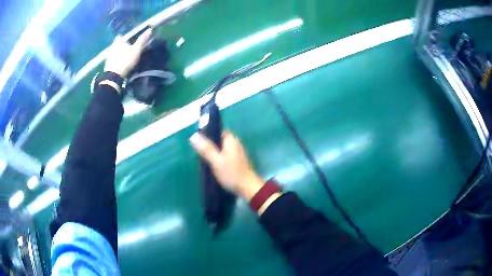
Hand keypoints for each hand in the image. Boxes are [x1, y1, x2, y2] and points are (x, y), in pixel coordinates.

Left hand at [104, 28, 151, 77]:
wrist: (114, 76)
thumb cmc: (125, 60)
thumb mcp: (136, 49)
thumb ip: (142, 40)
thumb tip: (149, 30)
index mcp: (118, 41)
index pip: (121, 36)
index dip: (126, 38)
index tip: (130, 40)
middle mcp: (112, 47)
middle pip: (118, 44)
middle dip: (122, 46)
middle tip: (129, 49)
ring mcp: (109, 57)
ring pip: (115, 53)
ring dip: (119, 54)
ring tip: (126, 57)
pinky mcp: (108, 66)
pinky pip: (114, 60)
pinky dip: (117, 61)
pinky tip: (122, 64)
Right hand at [190, 131, 263, 199]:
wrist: (247, 188)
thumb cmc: (231, 173)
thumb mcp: (216, 161)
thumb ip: (206, 148)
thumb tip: (193, 135)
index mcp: (231, 140)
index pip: (217, 131)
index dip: (207, 135)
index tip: (198, 142)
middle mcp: (235, 144)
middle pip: (218, 141)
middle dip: (209, 146)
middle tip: (199, 153)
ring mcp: (237, 153)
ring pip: (221, 149)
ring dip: (213, 154)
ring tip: (203, 161)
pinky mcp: (237, 162)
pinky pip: (224, 157)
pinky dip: (218, 160)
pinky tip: (212, 167)